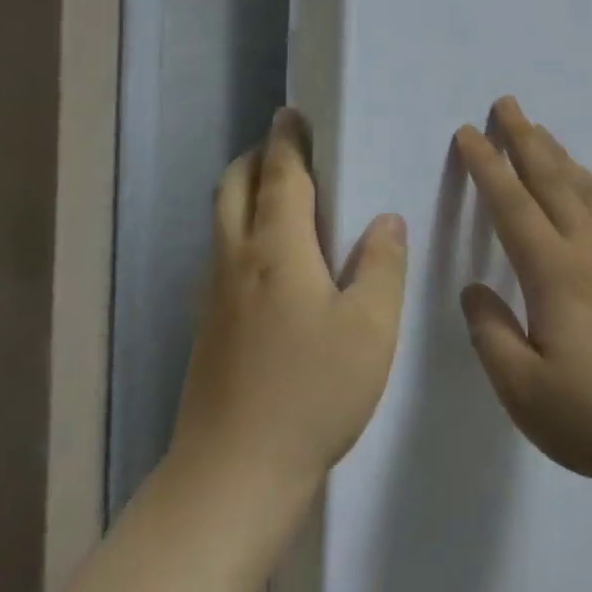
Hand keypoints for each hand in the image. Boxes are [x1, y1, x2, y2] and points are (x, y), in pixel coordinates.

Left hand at [170, 109, 406, 501]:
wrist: (231, 478)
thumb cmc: (310, 392)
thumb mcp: (370, 328)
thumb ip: (382, 265)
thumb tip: (385, 220)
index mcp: (276, 247)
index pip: (280, 173)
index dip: (287, 139)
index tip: (292, 113)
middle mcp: (236, 258)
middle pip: (233, 186)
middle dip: (256, 156)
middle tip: (286, 147)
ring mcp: (214, 294)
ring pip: (221, 219)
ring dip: (244, 190)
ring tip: (280, 193)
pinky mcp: (207, 327)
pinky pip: (221, 252)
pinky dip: (240, 227)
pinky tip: (270, 259)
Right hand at [454, 97, 591, 491]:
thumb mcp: (524, 392)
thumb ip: (491, 334)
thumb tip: (474, 288)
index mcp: (555, 273)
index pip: (512, 205)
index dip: (487, 166)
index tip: (468, 133)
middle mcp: (588, 249)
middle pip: (551, 179)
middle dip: (524, 137)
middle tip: (506, 103)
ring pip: (583, 186)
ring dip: (557, 153)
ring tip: (540, 130)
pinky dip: (591, 182)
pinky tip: (587, 182)